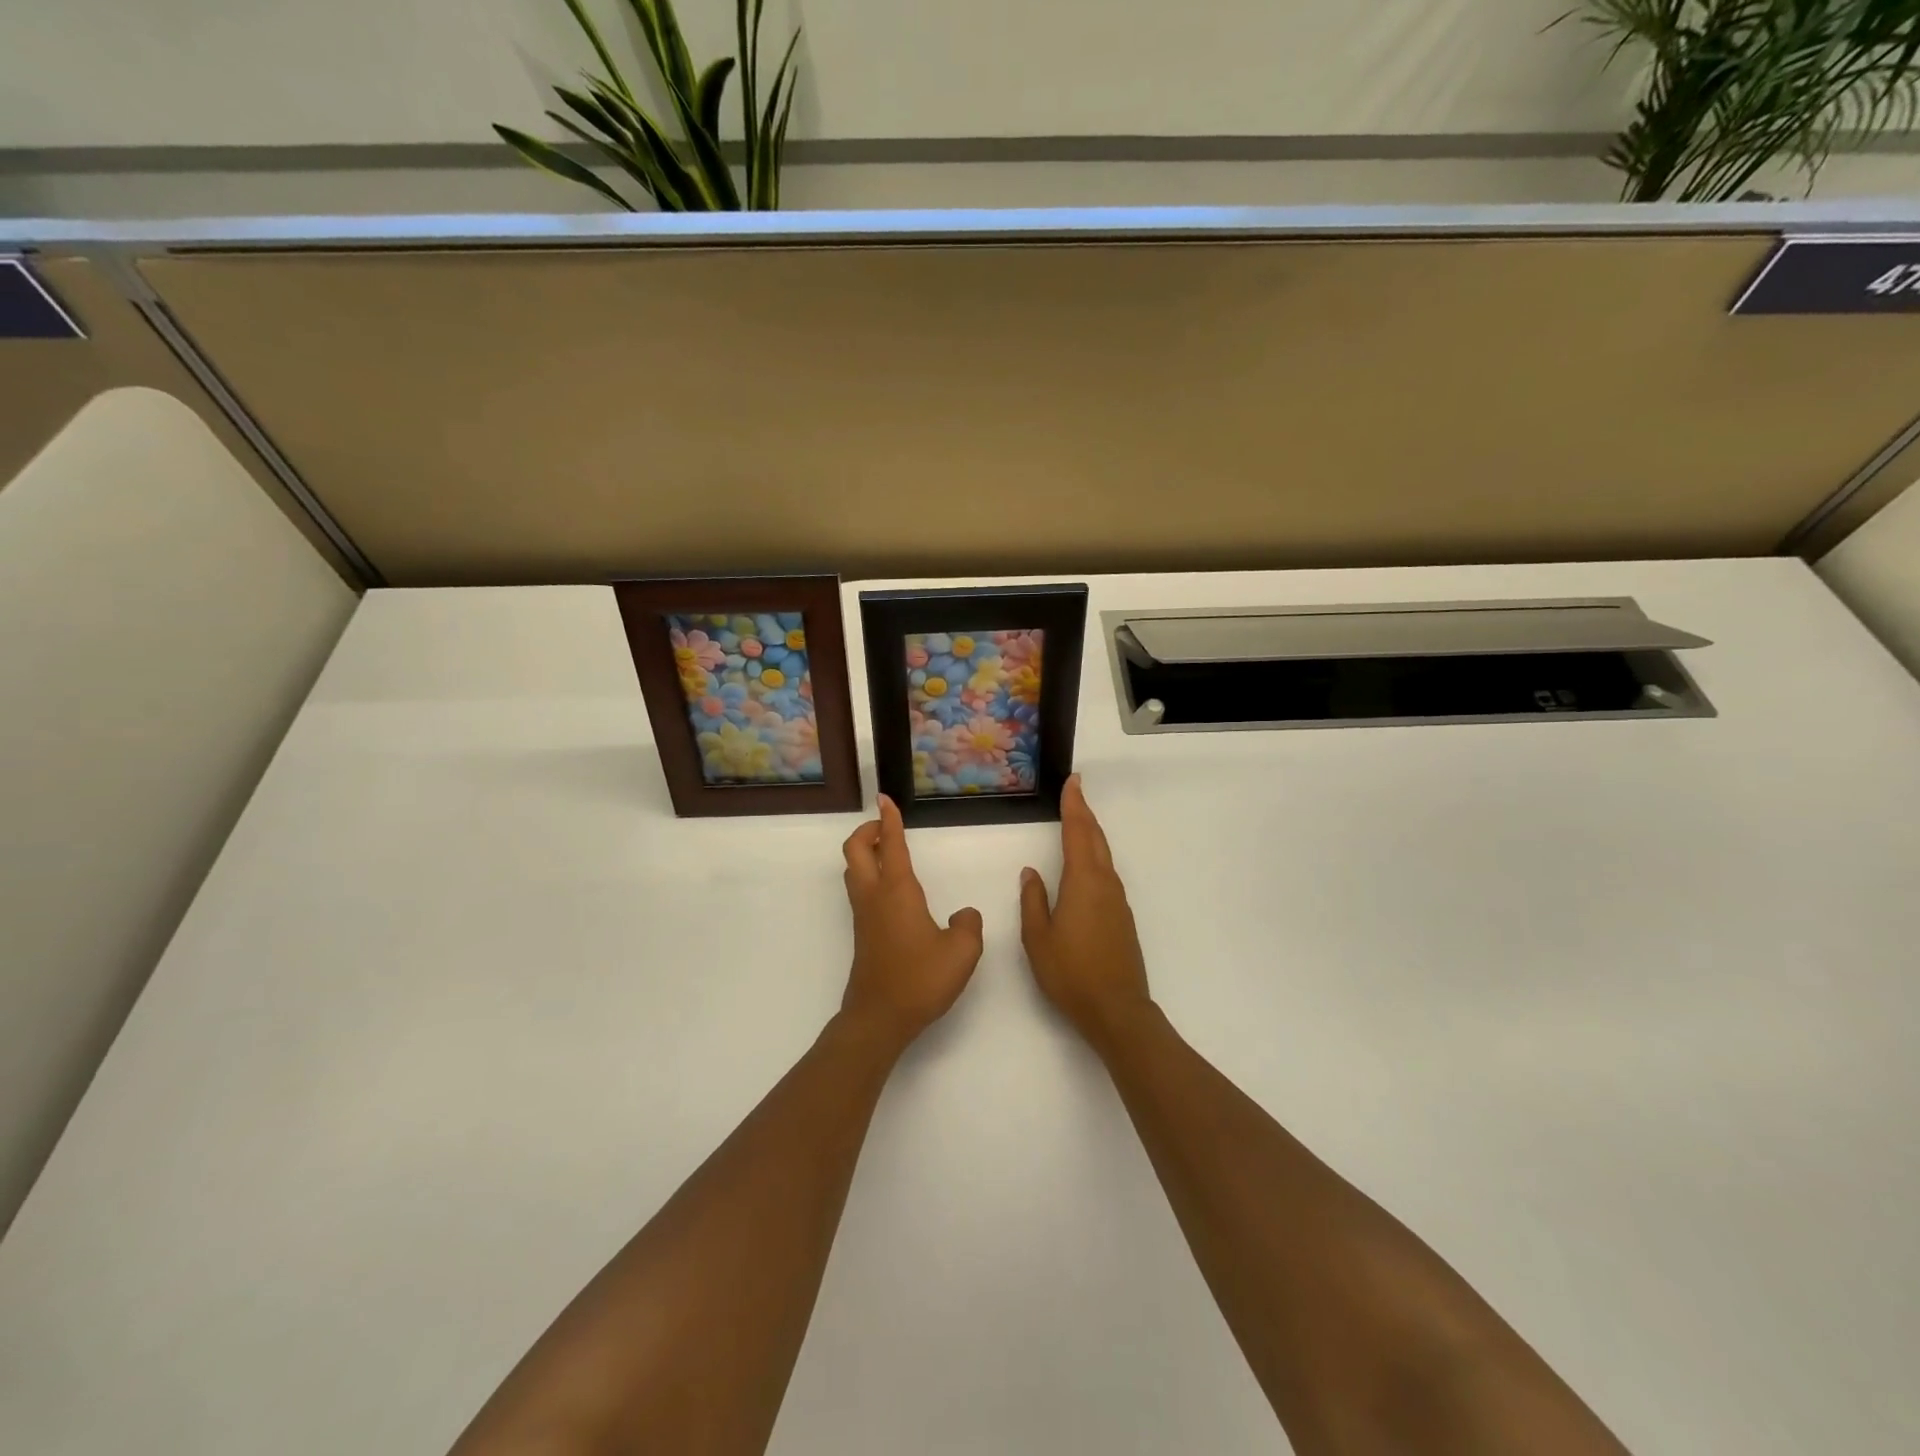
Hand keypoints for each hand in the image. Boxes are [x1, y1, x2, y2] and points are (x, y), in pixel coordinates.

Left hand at [839, 795, 984, 1052]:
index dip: (889, 819)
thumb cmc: (920, 980)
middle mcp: (874, 896)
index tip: (885, 799)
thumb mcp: (962, 951)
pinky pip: (860, 890)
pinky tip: (892, 889)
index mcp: (897, 891)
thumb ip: (969, 925)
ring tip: (889, 851)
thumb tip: (963, 915)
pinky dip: (869, 874)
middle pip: (856, 850)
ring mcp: (864, 915)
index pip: (891, 844)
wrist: (879, 1018)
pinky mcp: (863, 934)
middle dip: (868, 830)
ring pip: (854, 870)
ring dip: (866, 852)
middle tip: (886, 826)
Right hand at [1020, 776, 1152, 1049]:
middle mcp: (1105, 885)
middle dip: (1085, 813)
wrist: (1116, 1010)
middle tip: (1076, 790)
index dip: (1074, 806)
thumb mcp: (1038, 938)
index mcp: (1083, 883)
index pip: (1078, 833)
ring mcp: (1118, 901)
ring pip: (1104, 857)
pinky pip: (1107, 874)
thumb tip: (1031, 873)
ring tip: (1079, 820)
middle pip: (1096, 839)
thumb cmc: (1070, 973)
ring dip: (1092, 834)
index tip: (1073, 782)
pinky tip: (1088, 864)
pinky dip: (1096, 856)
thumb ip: (1033, 901)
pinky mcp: (1122, 918)